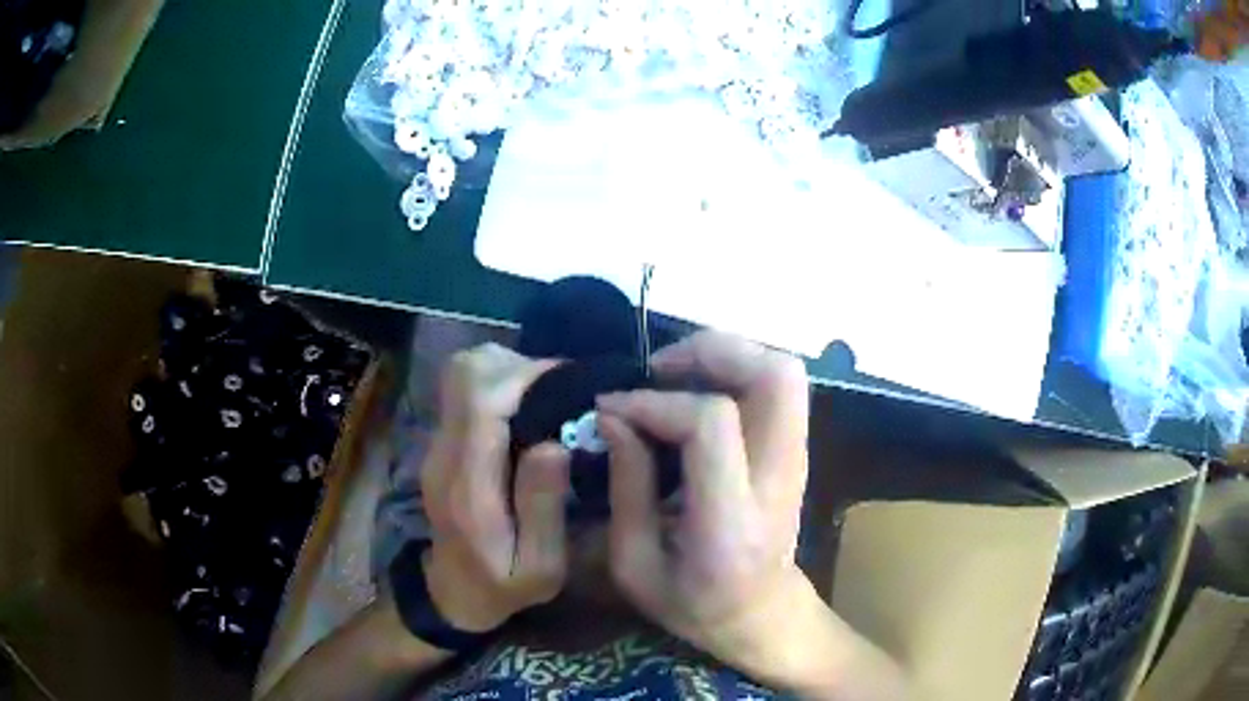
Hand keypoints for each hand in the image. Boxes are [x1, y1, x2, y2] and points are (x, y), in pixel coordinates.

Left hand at [416, 343, 570, 633]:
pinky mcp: (442, 442)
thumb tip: (552, 442)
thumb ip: (543, 506)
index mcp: (469, 485)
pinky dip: (500, 384)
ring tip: (547, 398)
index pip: (481, 399)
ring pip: (462, 373)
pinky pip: (467, 391)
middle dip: (517, 367)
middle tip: (561, 391)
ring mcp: (437, 444)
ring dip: (507, 372)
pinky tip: (529, 410)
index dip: (525, 376)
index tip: (569, 382)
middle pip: (465, 371)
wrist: (453, 593)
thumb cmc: (503, 586)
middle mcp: (444, 453)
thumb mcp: (541, 567)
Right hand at [597, 331, 810, 665]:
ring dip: (726, 355)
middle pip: (773, 376)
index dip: (656, 402)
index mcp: (732, 520)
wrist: (762, 614)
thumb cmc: (694, 604)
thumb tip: (615, 415)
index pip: (712, 422)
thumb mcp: (635, 565)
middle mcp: (778, 477)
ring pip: (783, 371)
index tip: (613, 407)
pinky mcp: (797, 450)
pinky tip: (696, 391)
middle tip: (657, 370)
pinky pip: (777, 385)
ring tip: (674, 375)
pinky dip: (736, 370)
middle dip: (711, 352)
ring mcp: (797, 459)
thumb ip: (626, 487)